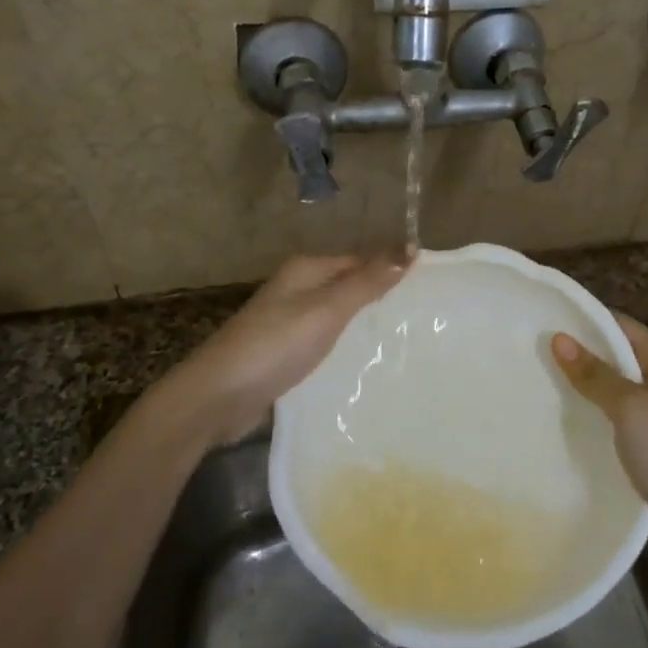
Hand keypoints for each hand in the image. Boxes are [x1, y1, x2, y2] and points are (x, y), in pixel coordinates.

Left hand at [160, 254, 404, 445]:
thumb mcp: (327, 309)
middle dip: (380, 298)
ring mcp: (287, 322)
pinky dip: (344, 347)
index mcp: (306, 270)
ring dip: (363, 325)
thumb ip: (367, 282)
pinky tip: (364, 364)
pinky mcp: (284, 353)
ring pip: (336, 316)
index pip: (360, 260)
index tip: (429, 288)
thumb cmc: (276, 345)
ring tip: (403, 341)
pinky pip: (324, 341)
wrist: (218, 396)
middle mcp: (296, 289)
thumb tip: (410, 250)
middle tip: (423, 318)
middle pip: (348, 286)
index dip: (391, 269)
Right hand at [551, 315, 647, 537]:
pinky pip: (617, 414)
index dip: (580, 322)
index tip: (538, 322)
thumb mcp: (632, 410)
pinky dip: (594, 412)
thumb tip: (559, 338)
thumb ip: (596, 374)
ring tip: (538, 382)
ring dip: (584, 385)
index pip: (617, 324)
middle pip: (615, 353)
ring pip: (614, 386)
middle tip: (529, 354)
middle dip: (578, 354)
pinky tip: (565, 418)